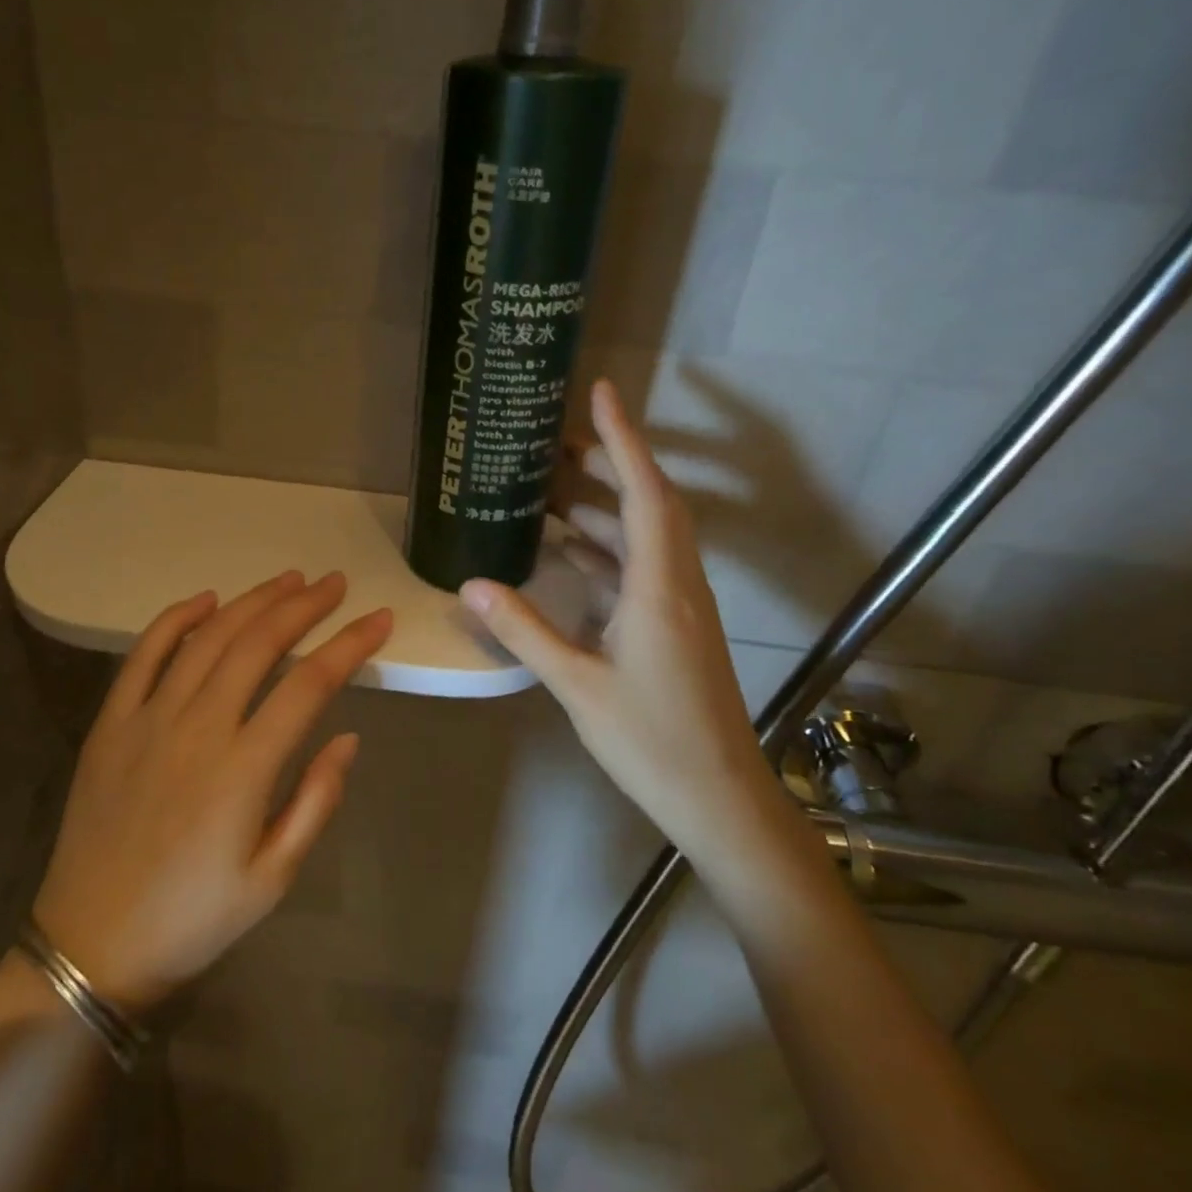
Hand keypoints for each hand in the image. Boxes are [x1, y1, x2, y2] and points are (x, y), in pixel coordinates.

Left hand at [31, 572, 391, 1010]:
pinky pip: (144, 655)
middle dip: (303, 606)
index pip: (309, 684)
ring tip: (287, 580)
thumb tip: (348, 738)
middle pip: (258, 644)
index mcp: (242, 769)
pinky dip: (176, 619)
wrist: (91, 946)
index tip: (379, 619)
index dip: (349, 644)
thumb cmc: (193, 918)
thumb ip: (315, 802)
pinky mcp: (111, 723)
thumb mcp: (272, 879)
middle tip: (334, 583)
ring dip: (251, 601)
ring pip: (208, 638)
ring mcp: (148, 719)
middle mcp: (197, 728)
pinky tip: (205, 599)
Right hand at [460, 380, 777, 859]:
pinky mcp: (674, 625)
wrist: (721, 799)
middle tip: (556, 443)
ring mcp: (678, 604)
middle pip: (648, 502)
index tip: (602, 392)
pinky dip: (605, 548)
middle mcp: (676, 582)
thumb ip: (524, 630)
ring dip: (603, 506)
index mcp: (659, 586)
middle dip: (608, 463)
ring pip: (644, 534)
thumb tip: (470, 584)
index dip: (623, 437)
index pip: (644, 491)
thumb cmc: (653, 741)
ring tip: (551, 490)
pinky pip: (640, 566)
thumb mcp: (578, 684)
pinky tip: (568, 552)